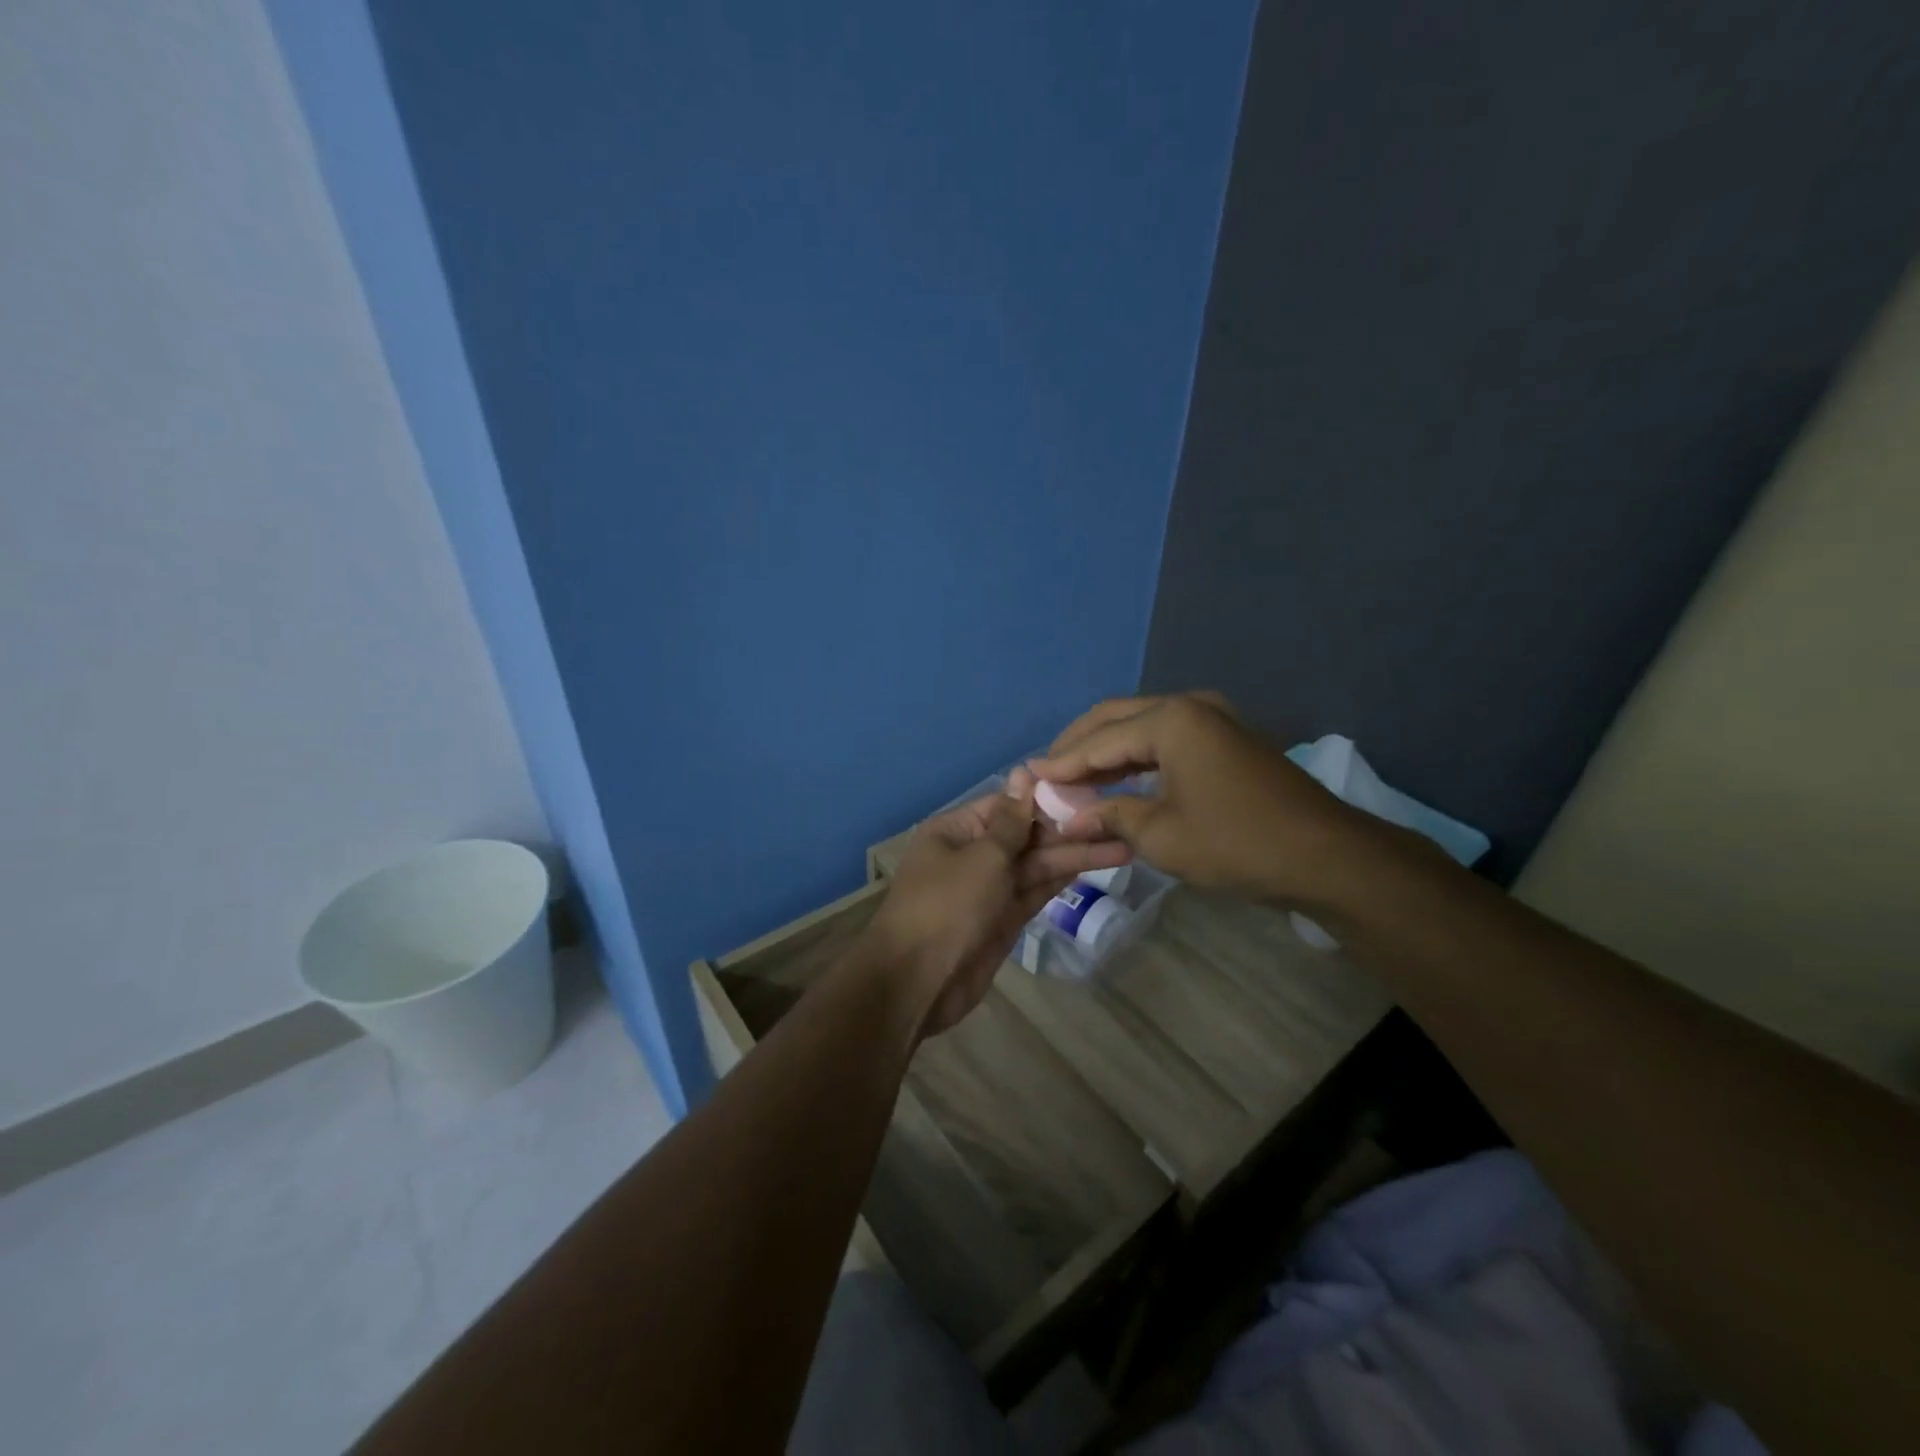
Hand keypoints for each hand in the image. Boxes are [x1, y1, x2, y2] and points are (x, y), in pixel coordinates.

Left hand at [866, 770, 1131, 1035]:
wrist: (918, 982)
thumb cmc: (947, 906)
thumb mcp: (982, 856)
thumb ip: (1011, 821)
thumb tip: (1023, 773)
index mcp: (956, 830)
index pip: (1007, 805)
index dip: (1045, 800)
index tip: (1088, 793)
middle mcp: (972, 854)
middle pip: (1025, 836)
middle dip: (1067, 831)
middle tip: (1117, 822)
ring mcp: (988, 889)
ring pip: (1035, 866)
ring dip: (1073, 856)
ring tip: (1121, 845)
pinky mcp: (1002, 919)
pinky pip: (1034, 892)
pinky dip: (1060, 880)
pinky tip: (1094, 866)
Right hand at [1030, 693, 1383, 907]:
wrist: (1326, 857)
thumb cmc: (1236, 843)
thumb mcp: (1161, 835)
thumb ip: (1109, 815)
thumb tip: (1068, 816)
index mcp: (1170, 720)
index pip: (1098, 740)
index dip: (1061, 763)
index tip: (1028, 779)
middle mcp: (1189, 706)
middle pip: (1115, 718)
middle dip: (1078, 745)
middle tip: (1047, 772)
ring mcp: (1212, 719)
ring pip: (1141, 727)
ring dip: (1106, 752)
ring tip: (1073, 779)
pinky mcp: (1225, 739)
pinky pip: (1166, 739)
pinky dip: (1136, 758)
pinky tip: (1116, 780)